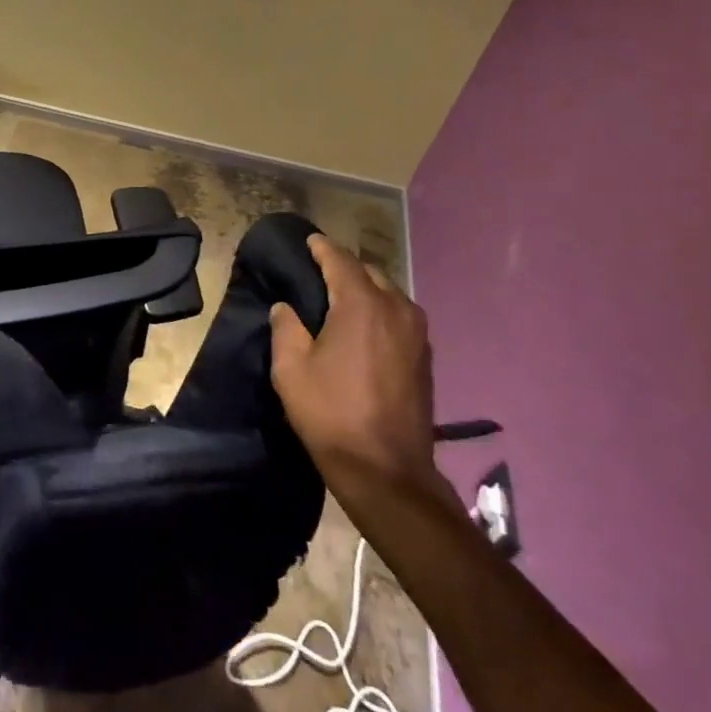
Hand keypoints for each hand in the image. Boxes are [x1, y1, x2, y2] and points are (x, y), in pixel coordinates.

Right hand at [269, 235, 443, 497]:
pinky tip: (363, 327)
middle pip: (368, 273)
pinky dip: (380, 310)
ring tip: (340, 298)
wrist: (386, 470)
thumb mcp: (290, 369)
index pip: (340, 260)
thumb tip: (286, 308)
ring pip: (388, 293)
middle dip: (344, 267)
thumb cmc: (331, 414)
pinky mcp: (425, 356)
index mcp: (361, 305)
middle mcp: (396, 308)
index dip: (321, 248)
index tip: (308, 241)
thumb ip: (286, 328)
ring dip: (365, 289)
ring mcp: (417, 333)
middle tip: (318, 272)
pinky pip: (399, 316)